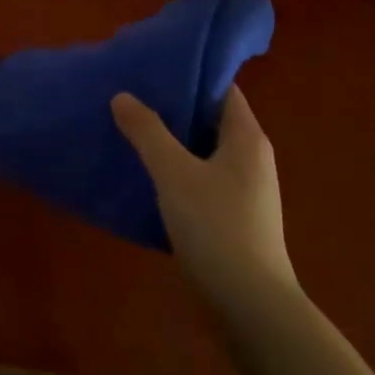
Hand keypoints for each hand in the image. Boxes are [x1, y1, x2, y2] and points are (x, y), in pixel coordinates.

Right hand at [111, 86, 300, 320]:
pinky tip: (145, 174)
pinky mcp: (233, 217)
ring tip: (129, 129)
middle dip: (172, 107)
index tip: (151, 68)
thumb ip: (147, 131)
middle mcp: (251, 158)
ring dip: (171, 141)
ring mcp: (244, 190)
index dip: (189, 74)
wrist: (250, 307)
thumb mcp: (174, 173)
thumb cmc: (216, 227)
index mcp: (246, 137)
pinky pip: (201, 179)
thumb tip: (123, 96)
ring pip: (202, 151)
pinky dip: (175, 171)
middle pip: (209, 118)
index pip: (221, 88)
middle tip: (130, 95)